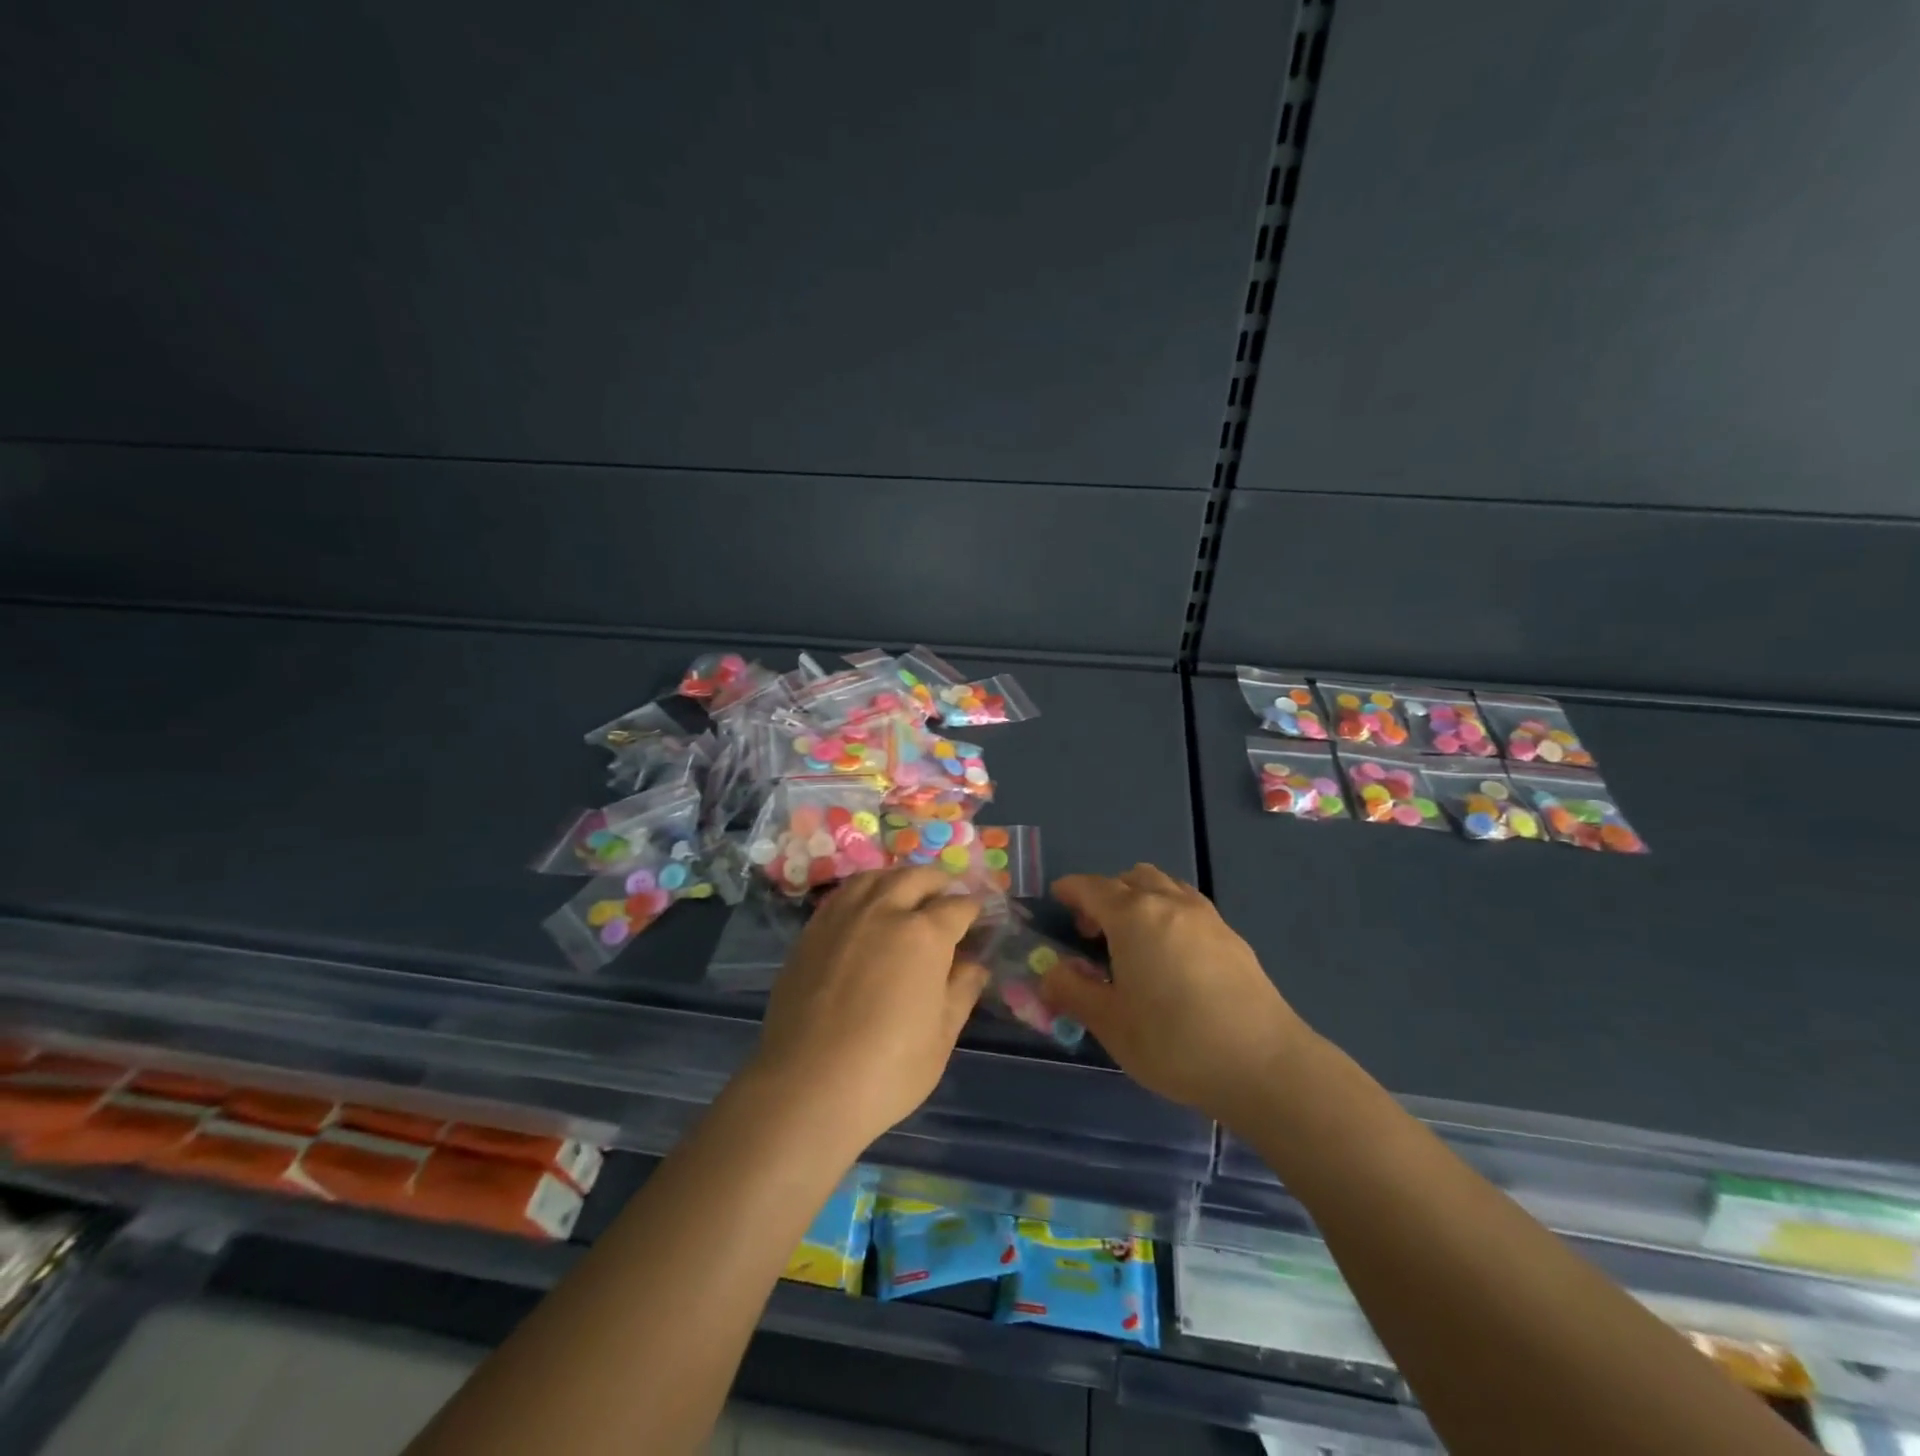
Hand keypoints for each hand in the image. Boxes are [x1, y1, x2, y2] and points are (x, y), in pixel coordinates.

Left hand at [749, 868, 989, 1151]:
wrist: (806, 1087)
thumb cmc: (888, 1070)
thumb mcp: (942, 1036)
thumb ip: (962, 991)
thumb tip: (974, 965)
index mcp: (924, 934)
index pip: (958, 907)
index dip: (974, 909)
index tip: (980, 917)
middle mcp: (884, 911)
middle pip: (916, 878)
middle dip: (939, 883)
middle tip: (948, 898)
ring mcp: (843, 917)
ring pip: (877, 877)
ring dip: (899, 879)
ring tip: (908, 893)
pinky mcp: (812, 931)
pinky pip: (844, 894)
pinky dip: (865, 891)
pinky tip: (867, 909)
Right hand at [1036, 864, 1311, 1124]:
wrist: (1264, 1065)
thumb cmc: (1175, 1042)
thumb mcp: (1110, 1024)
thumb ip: (1073, 992)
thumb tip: (1049, 974)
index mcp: (1134, 916)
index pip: (1092, 887)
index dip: (1070, 889)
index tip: (1056, 898)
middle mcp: (1170, 903)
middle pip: (1130, 878)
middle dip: (1106, 894)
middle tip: (1092, 930)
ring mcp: (1206, 917)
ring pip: (1164, 886)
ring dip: (1140, 899)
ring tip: (1132, 940)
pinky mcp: (1232, 937)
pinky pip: (1188, 906)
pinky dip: (1168, 914)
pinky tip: (1170, 956)